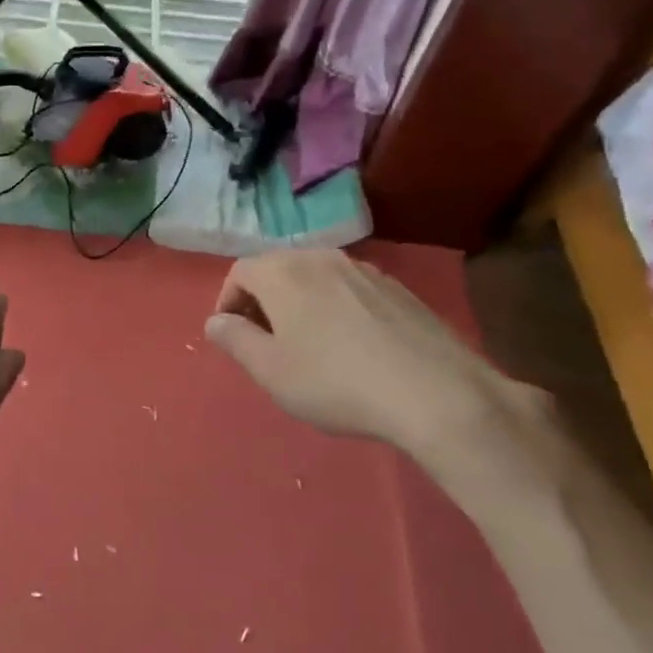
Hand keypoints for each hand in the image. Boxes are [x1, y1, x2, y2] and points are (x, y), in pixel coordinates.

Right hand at [204, 251, 554, 486]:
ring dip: (300, 303)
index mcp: (283, 272)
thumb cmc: (336, 382)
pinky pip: (349, 289)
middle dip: (262, 301)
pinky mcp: (398, 288)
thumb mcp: (270, 370)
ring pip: (315, 277)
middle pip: (277, 269)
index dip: (228, 302)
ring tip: (309, 344)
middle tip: (266, 342)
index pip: (239, 272)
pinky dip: (336, 307)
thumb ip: (234, 340)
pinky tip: (352, 345)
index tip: (233, 337)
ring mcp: (364, 269)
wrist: (436, 393)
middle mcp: (321, 258)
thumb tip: (216, 321)